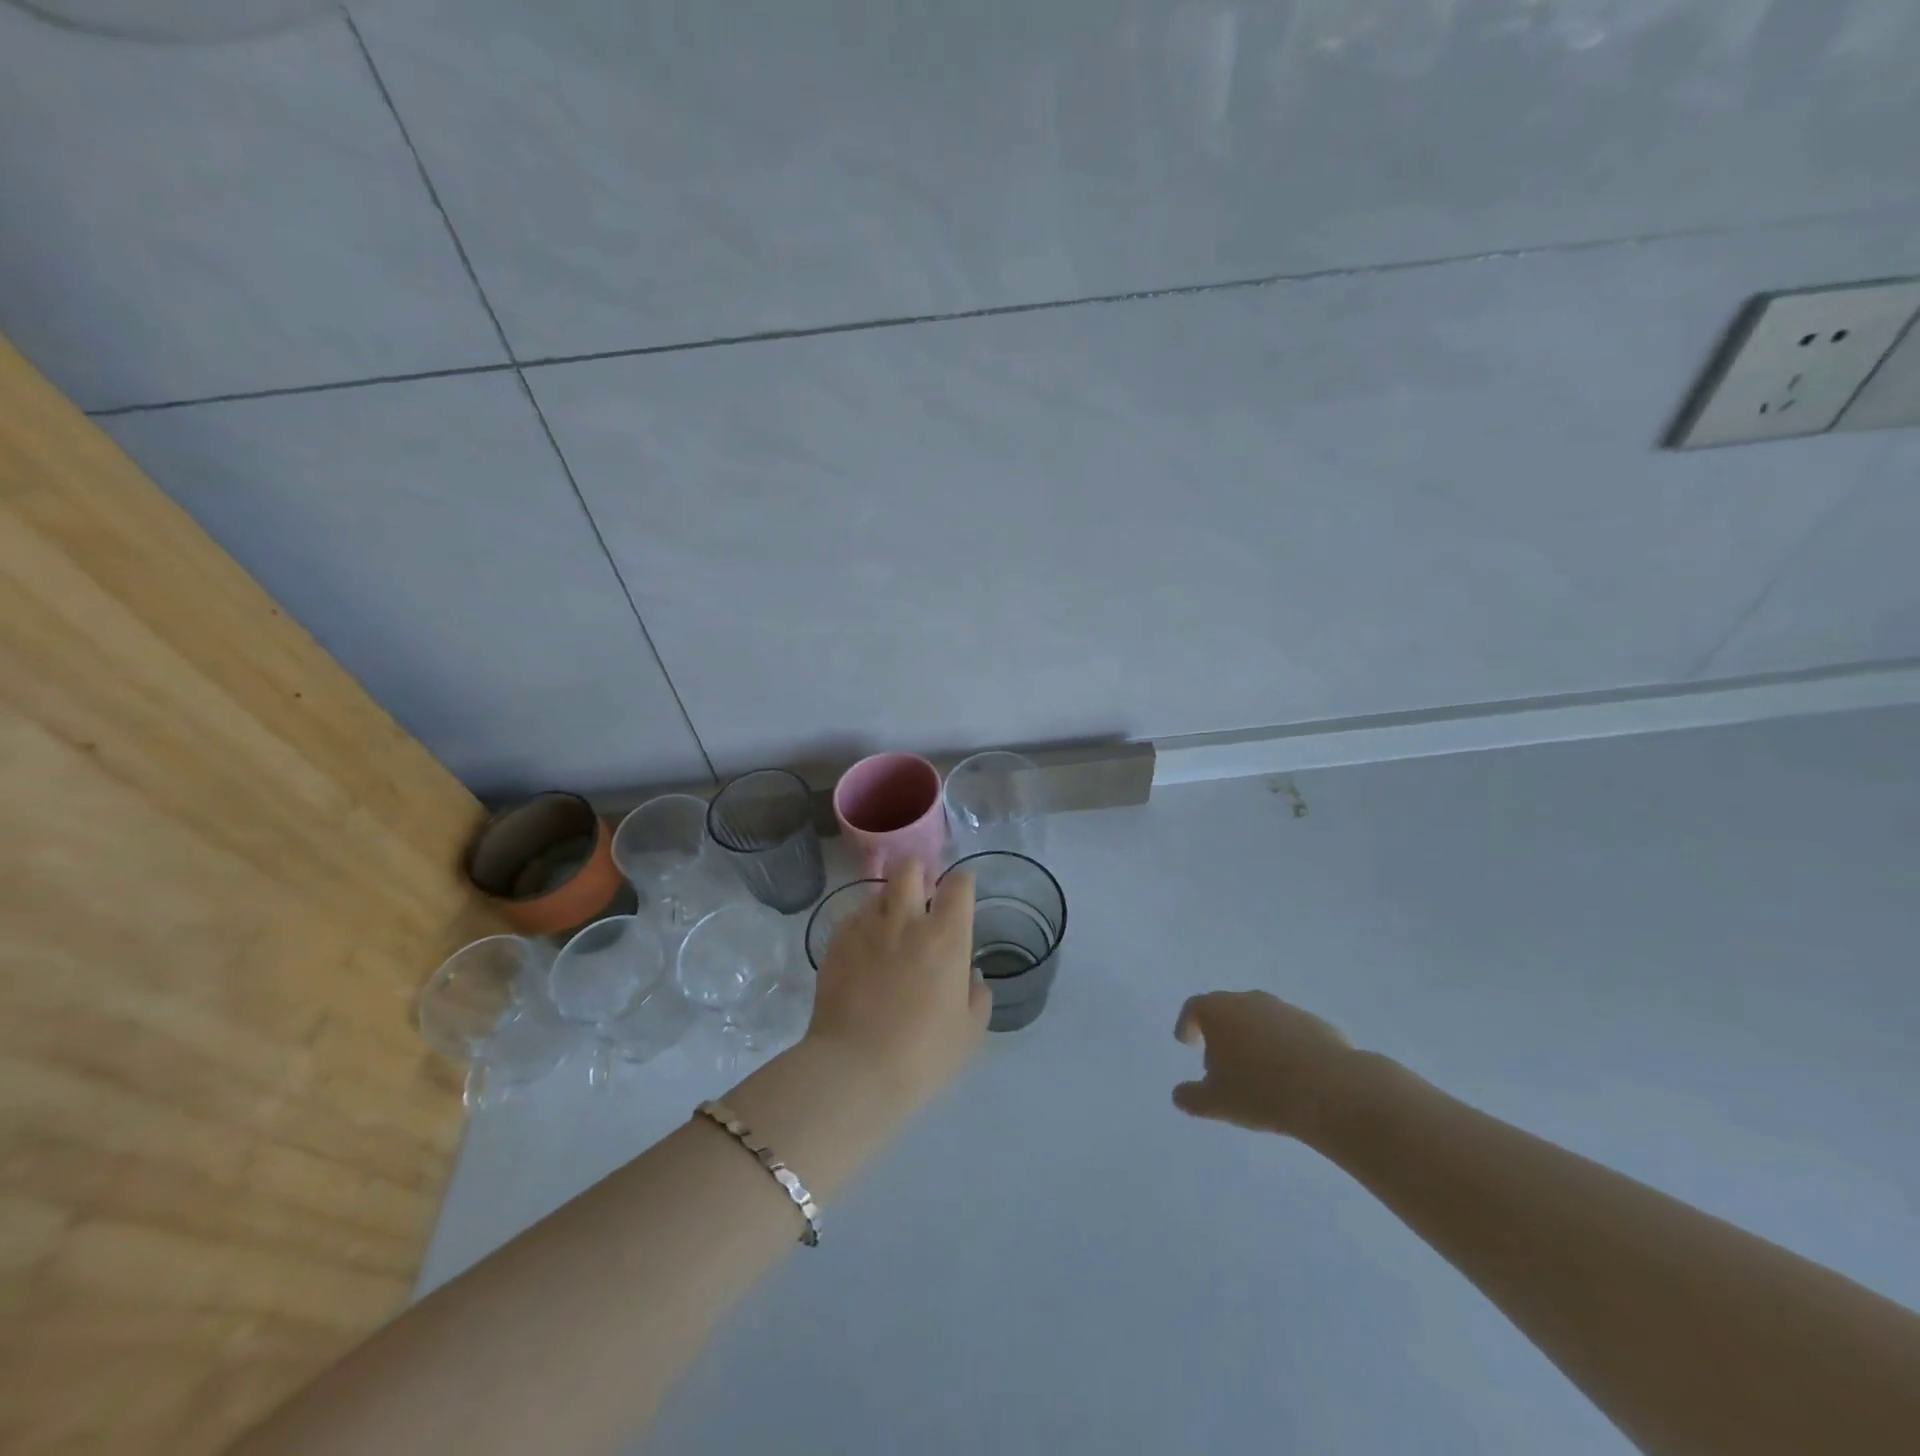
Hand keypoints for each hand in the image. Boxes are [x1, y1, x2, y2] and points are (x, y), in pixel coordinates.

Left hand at [805, 863, 990, 1108]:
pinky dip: (863, 924)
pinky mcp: (836, 943)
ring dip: (889, 899)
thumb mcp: (968, 1034)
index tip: (960, 890)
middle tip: (922, 892)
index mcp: (946, 937)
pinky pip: (853, 918)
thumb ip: (977, 998)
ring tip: (891, 922)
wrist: (854, 1069)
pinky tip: (864, 947)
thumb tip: (970, 976)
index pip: (958, 885)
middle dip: (918, 871)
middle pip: (910, 869)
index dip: (962, 882)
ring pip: (878, 892)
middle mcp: (906, 920)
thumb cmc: (922, 1054)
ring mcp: (866, 928)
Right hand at [1172, 990, 1358, 1140]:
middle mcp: (1249, 1000)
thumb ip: (1192, 1098)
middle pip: (1227, 1011)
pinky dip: (1283, 1048)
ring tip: (1258, 1075)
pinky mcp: (1315, 1024)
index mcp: (1218, 1011)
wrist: (1330, 1090)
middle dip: (1221, 1036)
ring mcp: (1284, 1009)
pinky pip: (1289, 1033)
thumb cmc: (1260, 1091)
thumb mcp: (1216, 1103)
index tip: (1186, 1042)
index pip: (1194, 1008)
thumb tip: (1178, 1095)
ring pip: (1260, 1021)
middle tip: (1220, 1067)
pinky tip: (1290, 1076)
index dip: (1187, 1024)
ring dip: (1253, 1041)